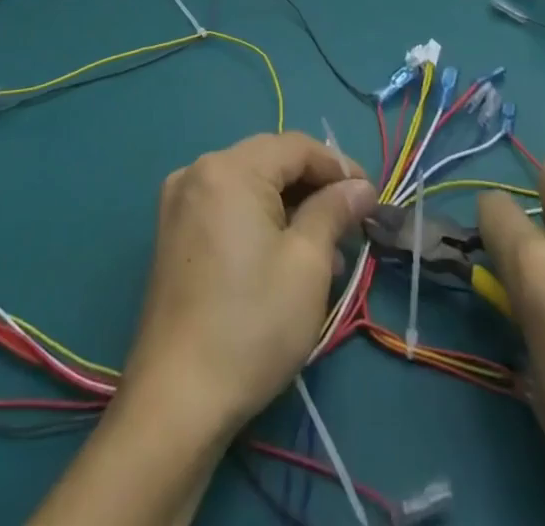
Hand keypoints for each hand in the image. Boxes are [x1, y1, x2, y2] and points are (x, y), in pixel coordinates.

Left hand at [118, 131, 377, 434]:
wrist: (177, 398)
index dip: (338, 166)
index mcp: (229, 168)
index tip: (371, 198)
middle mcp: (198, 170)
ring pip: (250, 185)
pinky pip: (227, 206)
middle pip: (270, 161)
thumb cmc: (252, 325)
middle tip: (353, 226)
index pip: (295, 146)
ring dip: (290, 208)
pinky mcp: (173, 232)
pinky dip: (260, 220)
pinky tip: (286, 257)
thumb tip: (360, 186)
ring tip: (328, 254)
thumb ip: (334, 211)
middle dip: (315, 188)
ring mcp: (180, 200)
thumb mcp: (307, 264)